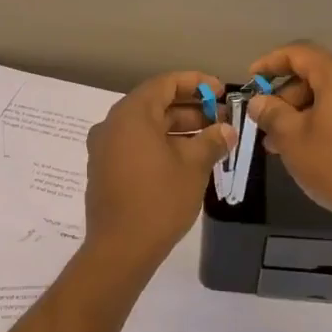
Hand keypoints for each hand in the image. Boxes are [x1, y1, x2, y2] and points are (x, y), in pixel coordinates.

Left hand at [82, 71, 235, 275]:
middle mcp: (112, 125)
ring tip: (210, 142)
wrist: (120, 248)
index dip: (196, 83)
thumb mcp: (193, 166)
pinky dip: (160, 145)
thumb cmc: (159, 200)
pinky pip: (135, 146)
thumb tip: (227, 129)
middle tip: (221, 119)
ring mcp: (104, 149)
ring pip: (145, 127)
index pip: (165, 83)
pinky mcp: (104, 170)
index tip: (221, 91)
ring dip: (178, 129)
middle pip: (155, 105)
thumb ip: (212, 140)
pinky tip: (185, 160)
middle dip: (190, 109)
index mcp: (131, 114)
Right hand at [246, 43, 331, 239]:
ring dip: (300, 113)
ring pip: (329, 97)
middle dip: (285, 96)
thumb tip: (258, 102)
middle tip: (263, 123)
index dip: (270, 63)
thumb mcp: (292, 138)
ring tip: (278, 144)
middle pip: (315, 75)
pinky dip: (321, 122)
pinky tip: (305, 150)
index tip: (250, 80)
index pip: (299, 53)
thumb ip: (271, 114)